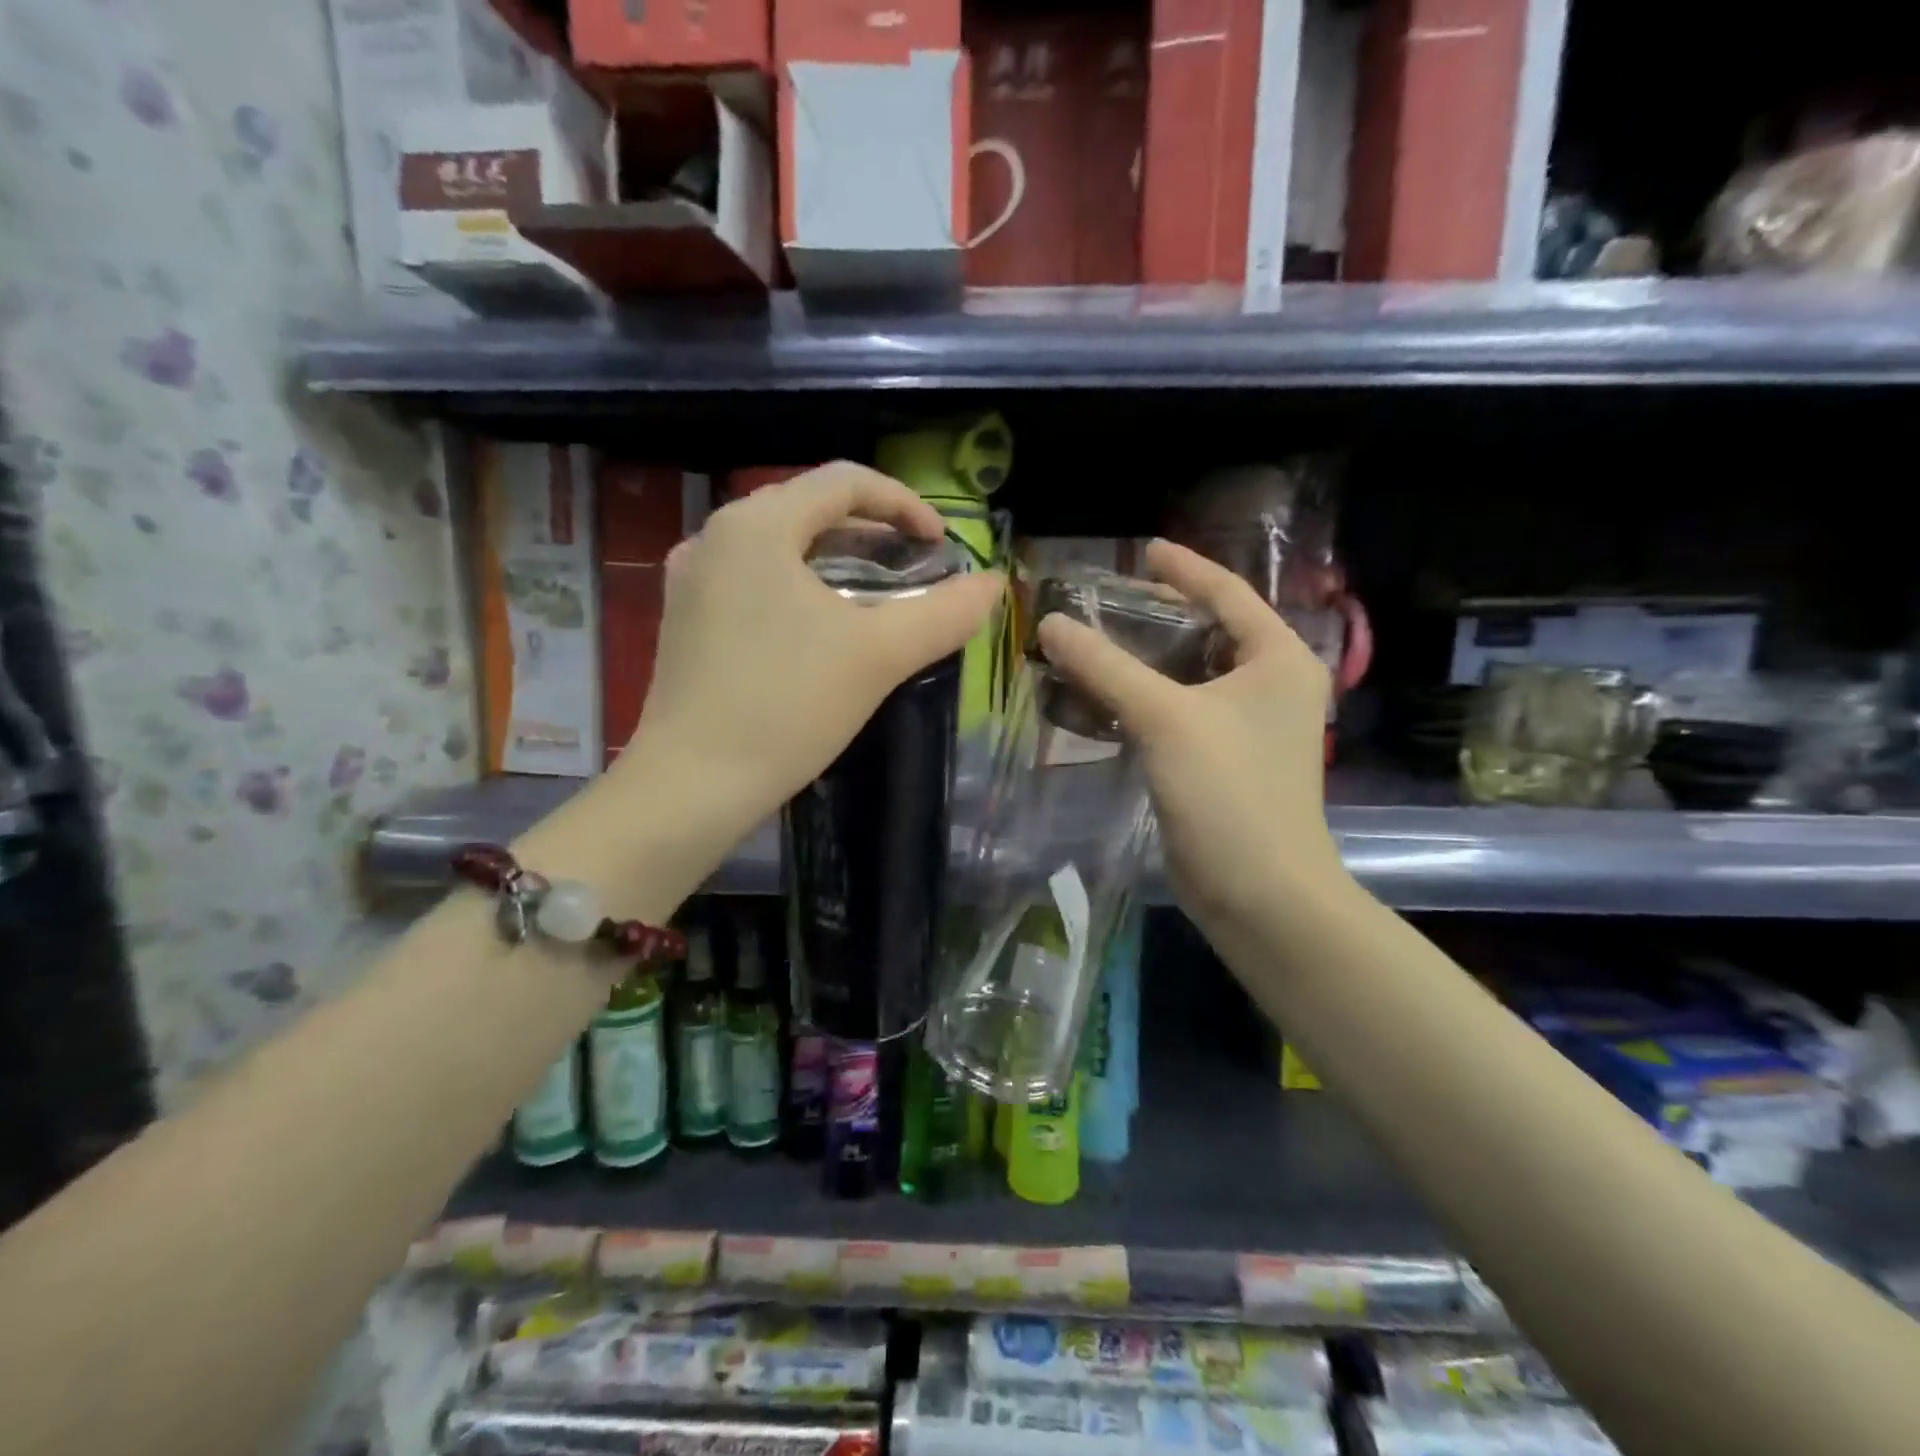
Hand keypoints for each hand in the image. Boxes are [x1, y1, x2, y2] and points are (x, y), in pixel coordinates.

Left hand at [622, 462, 1001, 836]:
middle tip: (914, 570)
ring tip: (876, 597)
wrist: (692, 785)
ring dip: (836, 560)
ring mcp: (692, 579)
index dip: (905, 504)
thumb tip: (992, 586)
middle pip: (809, 508)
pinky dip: (799, 587)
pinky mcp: (685, 619)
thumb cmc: (787, 706)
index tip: (941, 547)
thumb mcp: (878, 655)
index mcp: (757, 525)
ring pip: (780, 546)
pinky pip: (754, 579)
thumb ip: (943, 614)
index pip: (845, 481)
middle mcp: (715, 536)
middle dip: (871, 532)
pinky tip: (821, 628)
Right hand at [1036, 540, 1346, 929]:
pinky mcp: (1224, 761)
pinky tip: (1105, 696)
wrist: (1260, 893)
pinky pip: (1180, 711)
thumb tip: (1050, 623)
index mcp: (1279, 659)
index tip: (1143, 548)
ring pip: (1190, 675)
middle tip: (1104, 600)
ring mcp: (1249, 727)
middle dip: (1158, 614)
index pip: (1229, 593)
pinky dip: (1145, 699)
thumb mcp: (1165, 718)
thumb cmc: (1229, 792)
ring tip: (1095, 641)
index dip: (1184, 568)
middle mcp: (1272, 685)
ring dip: (1145, 660)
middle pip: (1209, 632)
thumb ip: (1106, 666)